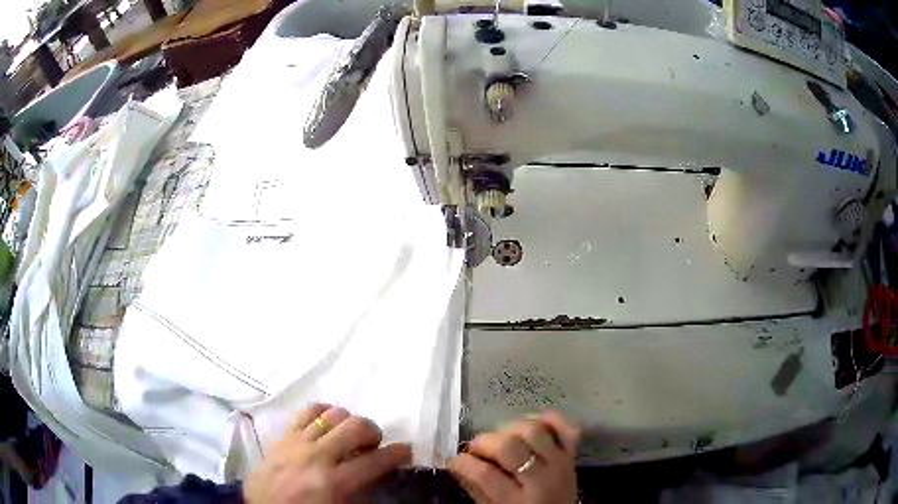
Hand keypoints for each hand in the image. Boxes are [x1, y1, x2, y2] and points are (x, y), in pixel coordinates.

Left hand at [244, 404, 411, 503]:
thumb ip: (361, 491)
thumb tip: (377, 470)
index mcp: (334, 483)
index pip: (376, 461)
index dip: (397, 454)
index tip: (406, 451)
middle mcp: (317, 456)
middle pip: (355, 427)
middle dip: (373, 432)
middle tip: (374, 445)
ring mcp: (297, 442)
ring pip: (332, 414)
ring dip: (348, 422)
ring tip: (348, 435)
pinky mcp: (282, 436)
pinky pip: (306, 412)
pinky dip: (322, 413)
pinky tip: (326, 423)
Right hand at [450, 411, 579, 503]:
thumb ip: (476, 488)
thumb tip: (457, 464)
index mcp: (516, 501)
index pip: (485, 474)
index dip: (464, 462)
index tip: (455, 461)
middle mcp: (541, 479)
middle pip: (509, 446)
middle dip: (485, 442)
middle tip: (476, 448)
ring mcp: (560, 463)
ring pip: (534, 430)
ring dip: (511, 428)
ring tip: (501, 437)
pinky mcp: (572, 454)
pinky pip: (566, 427)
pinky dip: (548, 419)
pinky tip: (531, 424)